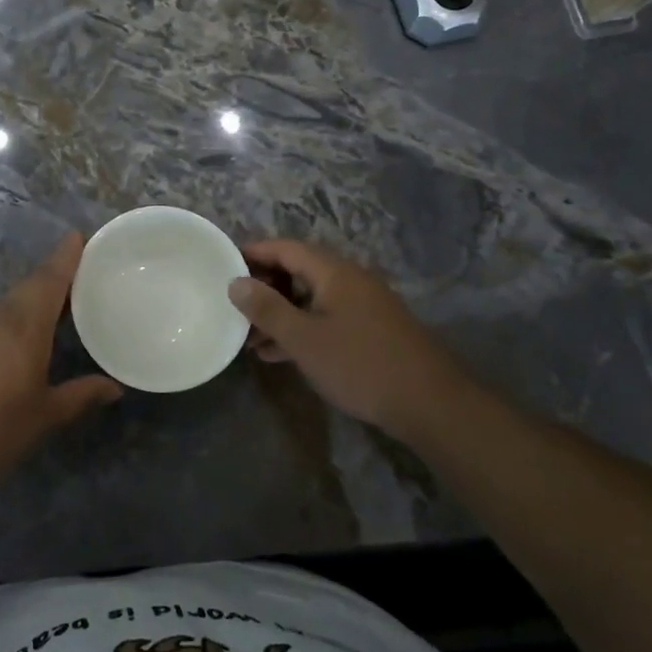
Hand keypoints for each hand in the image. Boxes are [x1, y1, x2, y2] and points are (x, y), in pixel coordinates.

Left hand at [0, 232, 120, 484]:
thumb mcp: (44, 415)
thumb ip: (80, 395)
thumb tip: (114, 387)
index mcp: (24, 326)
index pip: (50, 280)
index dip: (65, 256)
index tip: (79, 235)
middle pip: (30, 284)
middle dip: (54, 272)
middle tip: (81, 269)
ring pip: (11, 300)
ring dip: (35, 293)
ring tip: (61, 299)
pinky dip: (17, 313)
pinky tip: (27, 332)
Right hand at [226, 239, 472, 436]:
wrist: (429, 403)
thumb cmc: (359, 364)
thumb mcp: (303, 339)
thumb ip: (267, 309)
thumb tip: (235, 282)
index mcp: (333, 271)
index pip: (285, 248)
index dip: (253, 252)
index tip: (222, 263)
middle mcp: (349, 279)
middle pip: (298, 270)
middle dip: (264, 287)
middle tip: (233, 305)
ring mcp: (362, 305)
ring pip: (310, 298)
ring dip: (280, 313)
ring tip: (248, 337)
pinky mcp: (370, 329)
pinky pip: (325, 317)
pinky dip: (301, 328)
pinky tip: (279, 354)